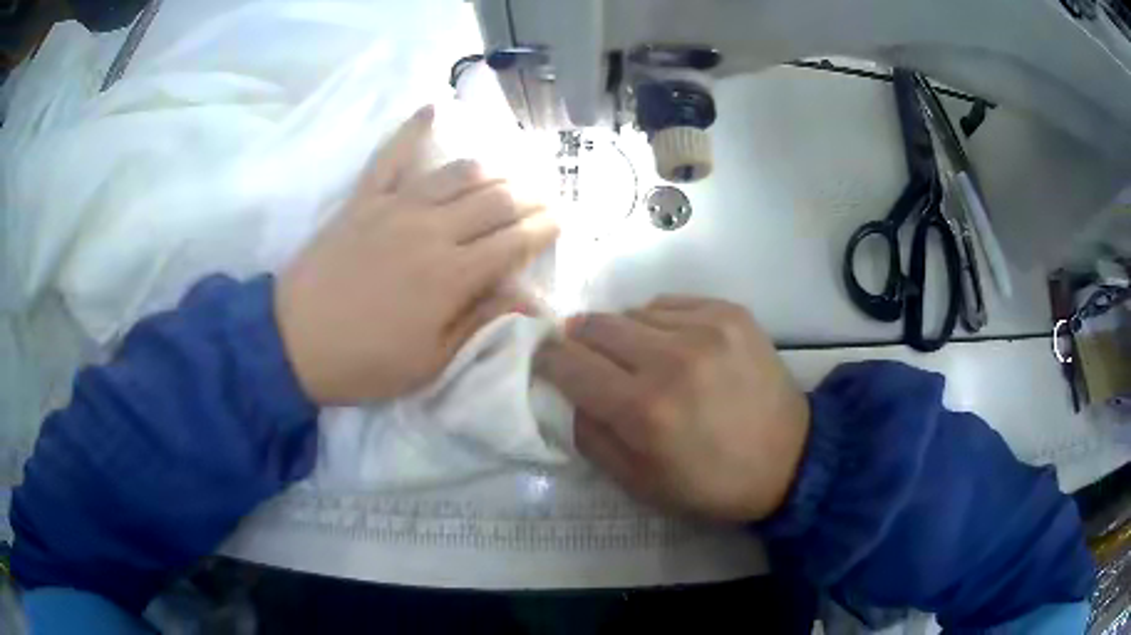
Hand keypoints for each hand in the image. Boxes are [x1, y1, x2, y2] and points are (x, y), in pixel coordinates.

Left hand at [276, 106, 558, 403]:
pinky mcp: (363, 199)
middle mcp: (431, 231)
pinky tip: (432, 108)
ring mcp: (395, 207)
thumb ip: (479, 323)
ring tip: (510, 171)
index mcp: (451, 277)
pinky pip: (391, 155)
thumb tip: (530, 300)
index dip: (544, 229)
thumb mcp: (429, 362)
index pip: (514, 241)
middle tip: (546, 197)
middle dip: (530, 196)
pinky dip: (413, 129)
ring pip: (458, 173)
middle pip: (495, 200)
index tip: (561, 222)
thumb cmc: (364, 363)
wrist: (291, 343)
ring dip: (493, 168)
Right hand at [535, 297, 809, 521]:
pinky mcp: (730, 312)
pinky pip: (670, 303)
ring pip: (632, 311)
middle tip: (590, 361)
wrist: (787, 458)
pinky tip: (676, 348)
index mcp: (643, 410)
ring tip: (642, 359)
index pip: (568, 363)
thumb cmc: (708, 482)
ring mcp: (705, 328)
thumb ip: (588, 434)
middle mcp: (671, 359)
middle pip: (595, 325)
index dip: (547, 359)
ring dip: (624, 334)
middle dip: (580, 342)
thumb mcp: (637, 482)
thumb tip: (562, 391)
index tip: (545, 362)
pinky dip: (660, 323)